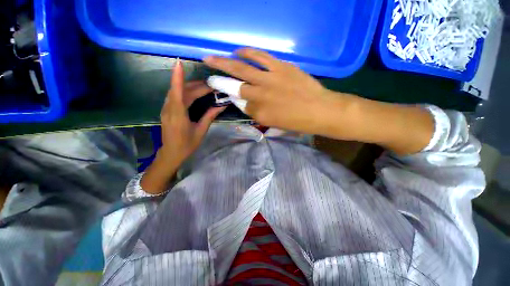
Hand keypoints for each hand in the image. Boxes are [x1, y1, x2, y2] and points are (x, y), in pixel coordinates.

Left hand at [141, 61, 224, 193]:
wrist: (171, 153)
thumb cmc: (187, 144)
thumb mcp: (201, 131)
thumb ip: (210, 116)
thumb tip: (221, 105)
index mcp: (178, 115)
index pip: (178, 93)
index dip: (178, 78)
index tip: (179, 63)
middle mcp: (169, 109)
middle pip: (180, 91)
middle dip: (195, 85)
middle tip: (211, 85)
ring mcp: (166, 109)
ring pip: (176, 93)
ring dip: (189, 87)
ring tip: (204, 87)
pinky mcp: (166, 110)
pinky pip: (174, 97)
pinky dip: (184, 92)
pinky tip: (193, 93)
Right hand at [204, 48, 432, 154]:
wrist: (321, 111)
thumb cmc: (298, 123)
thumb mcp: (275, 125)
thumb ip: (258, 114)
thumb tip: (246, 103)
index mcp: (260, 114)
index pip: (240, 103)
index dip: (231, 97)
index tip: (224, 92)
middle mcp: (261, 96)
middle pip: (235, 86)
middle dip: (219, 80)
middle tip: (207, 73)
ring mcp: (271, 80)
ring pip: (243, 70)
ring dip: (226, 63)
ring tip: (213, 57)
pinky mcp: (281, 68)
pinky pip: (260, 57)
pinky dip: (248, 53)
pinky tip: (239, 51)